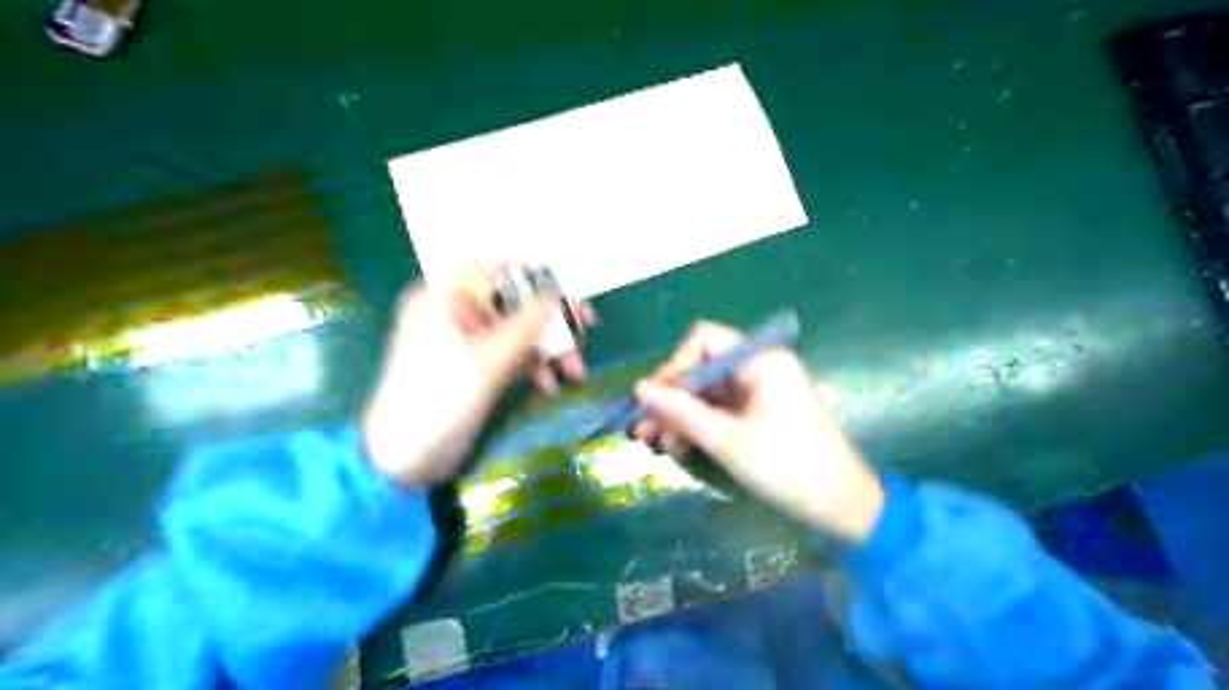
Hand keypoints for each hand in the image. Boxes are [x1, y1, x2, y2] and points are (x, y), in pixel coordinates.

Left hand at [360, 274, 591, 490]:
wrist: (401, 460)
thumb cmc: (439, 400)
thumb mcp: (487, 360)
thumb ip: (527, 325)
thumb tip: (558, 297)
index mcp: (445, 297)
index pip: (499, 273)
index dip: (538, 281)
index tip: (570, 297)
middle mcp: (455, 312)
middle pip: (514, 304)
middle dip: (550, 323)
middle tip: (589, 330)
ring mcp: (464, 342)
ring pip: (516, 332)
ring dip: (547, 350)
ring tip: (576, 374)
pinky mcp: (473, 368)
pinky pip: (509, 355)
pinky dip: (531, 367)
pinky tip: (550, 386)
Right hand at [634, 323, 884, 542]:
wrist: (843, 507)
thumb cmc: (789, 468)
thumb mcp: (727, 441)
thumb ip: (681, 412)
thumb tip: (639, 388)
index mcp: (761, 361)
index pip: (705, 340)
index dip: (675, 366)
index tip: (655, 401)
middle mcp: (759, 367)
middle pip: (702, 368)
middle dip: (672, 399)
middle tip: (645, 431)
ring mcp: (759, 391)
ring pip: (706, 392)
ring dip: (681, 416)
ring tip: (659, 446)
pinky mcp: (759, 412)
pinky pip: (719, 409)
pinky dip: (698, 425)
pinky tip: (681, 447)